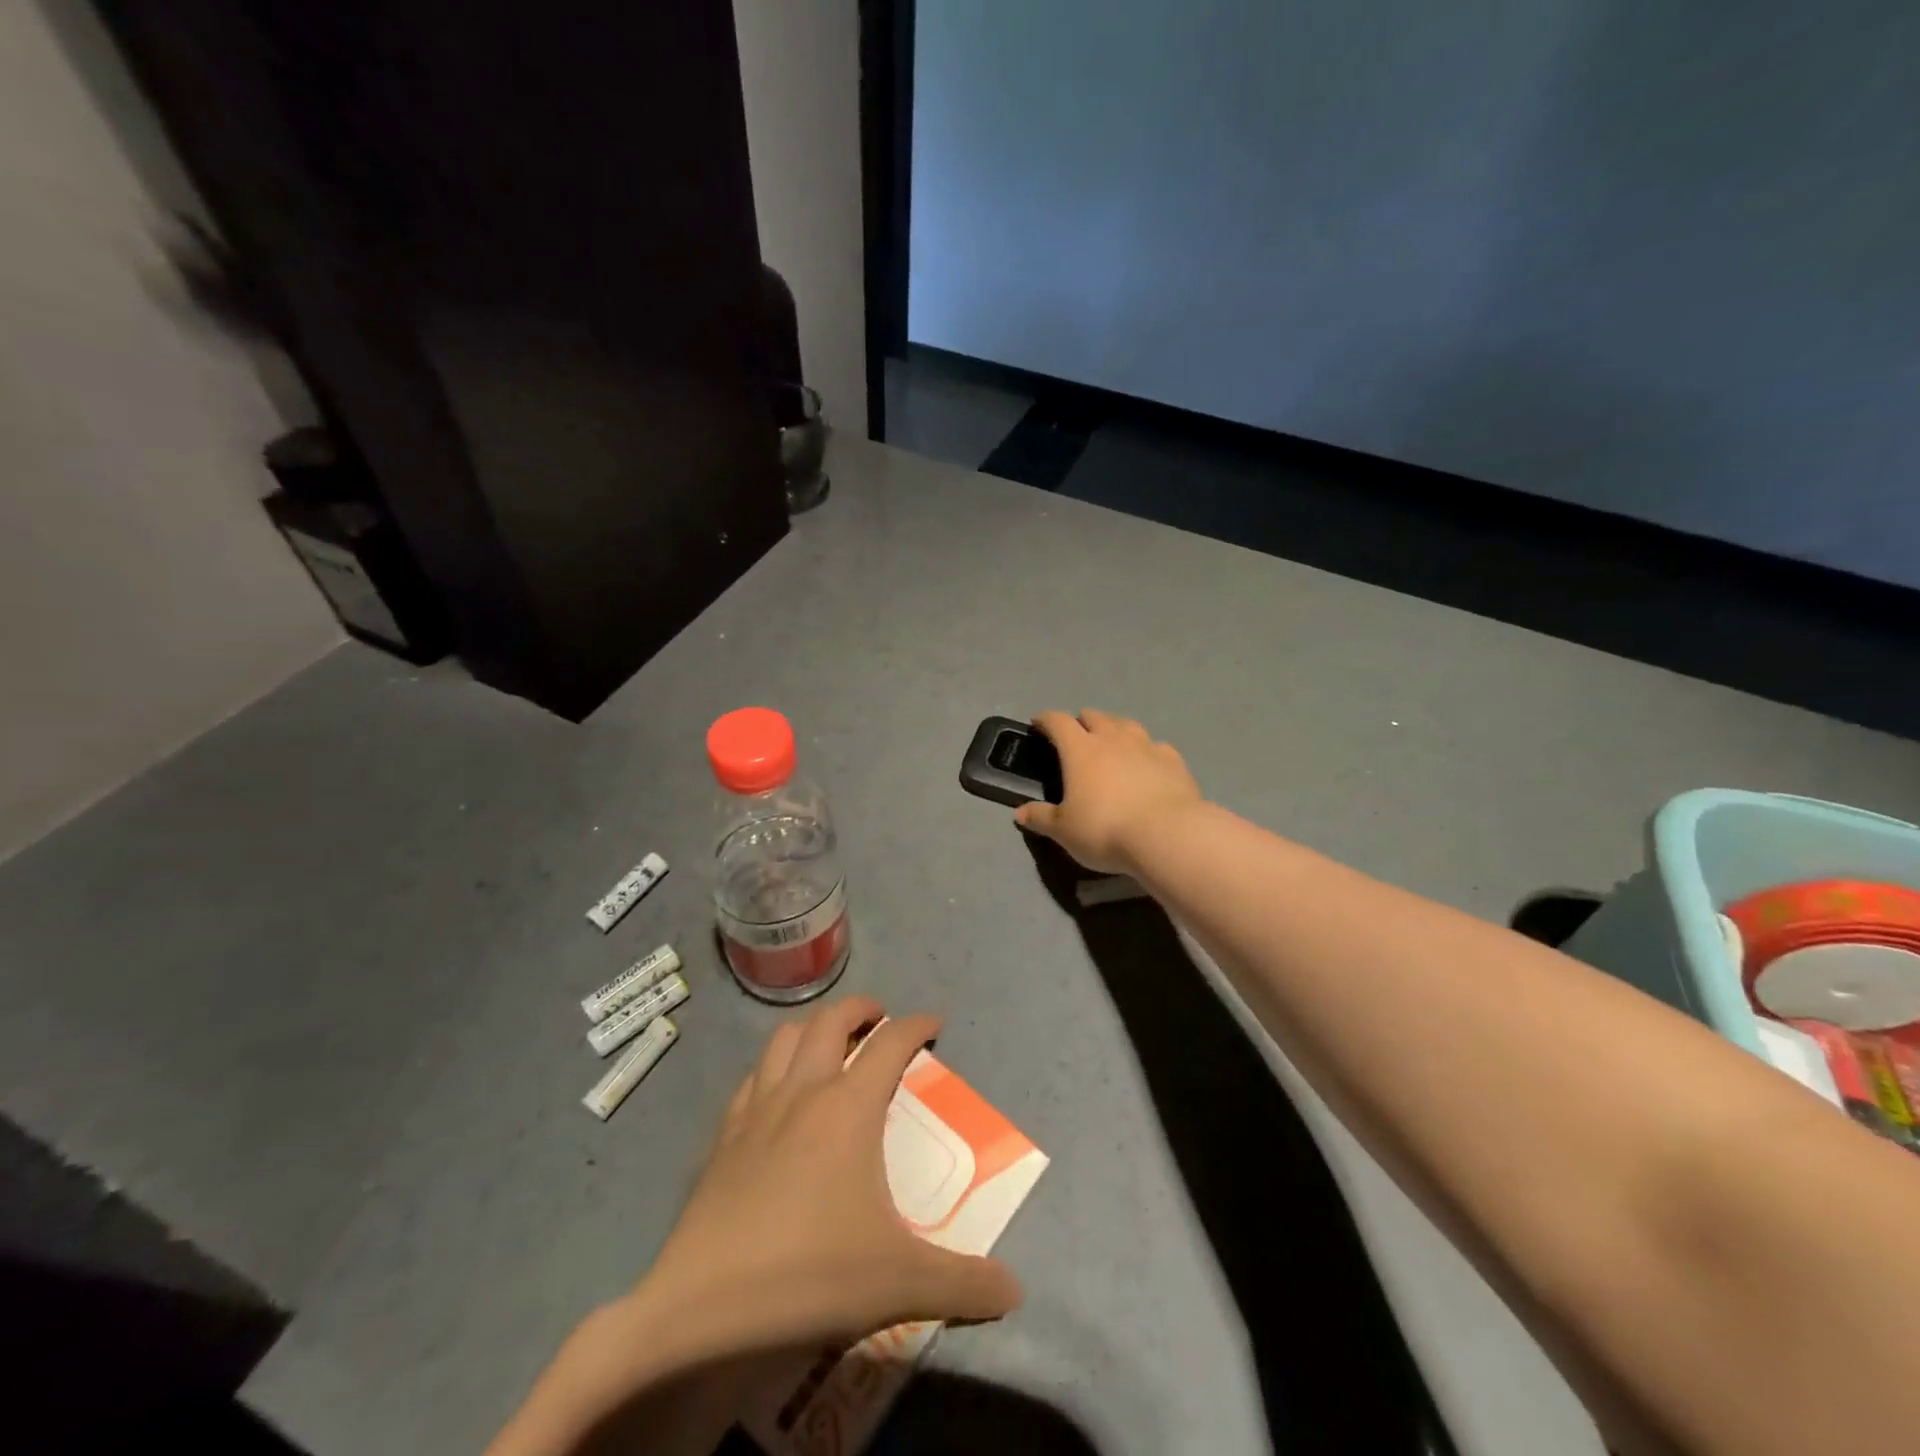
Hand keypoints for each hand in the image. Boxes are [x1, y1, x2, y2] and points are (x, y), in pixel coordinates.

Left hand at [636, 997, 1021, 1362]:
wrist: (703, 1312)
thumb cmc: (811, 1277)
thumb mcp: (901, 1283)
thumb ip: (964, 1283)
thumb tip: (1015, 1291)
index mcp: (849, 1107)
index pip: (891, 1043)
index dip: (916, 1025)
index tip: (934, 1023)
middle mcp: (803, 1092)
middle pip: (831, 1020)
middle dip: (861, 1008)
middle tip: (880, 1019)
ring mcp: (756, 1110)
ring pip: (784, 1038)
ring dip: (813, 1028)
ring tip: (829, 1044)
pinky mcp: (722, 1138)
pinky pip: (751, 1079)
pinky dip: (772, 1069)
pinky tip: (777, 1095)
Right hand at [1014, 709, 1202, 874]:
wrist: (1167, 835)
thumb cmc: (1105, 829)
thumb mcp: (1064, 831)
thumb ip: (1041, 818)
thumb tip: (1019, 813)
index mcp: (1080, 749)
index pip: (1058, 722)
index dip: (1046, 720)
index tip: (1038, 724)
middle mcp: (1113, 739)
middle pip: (1094, 716)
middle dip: (1082, 722)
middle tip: (1076, 737)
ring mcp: (1146, 746)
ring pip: (1127, 724)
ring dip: (1115, 729)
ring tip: (1112, 744)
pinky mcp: (1174, 761)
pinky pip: (1156, 746)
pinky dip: (1146, 750)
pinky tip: (1147, 763)